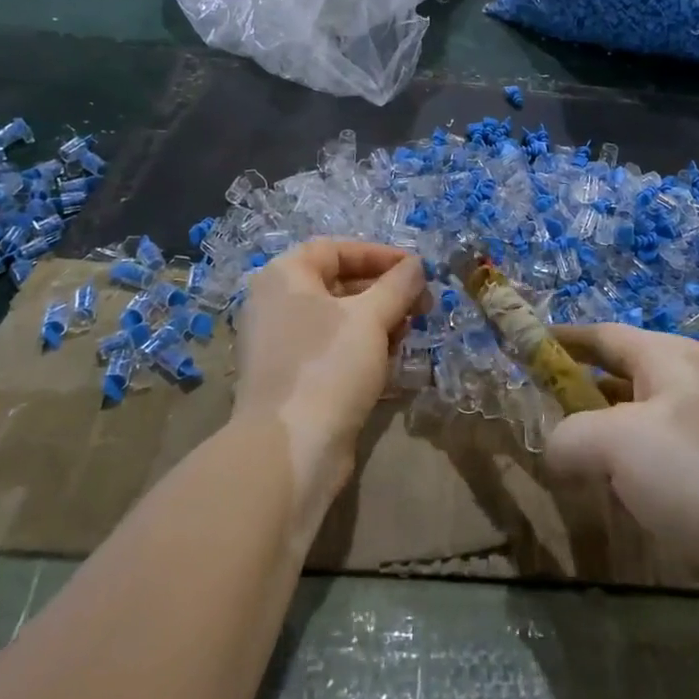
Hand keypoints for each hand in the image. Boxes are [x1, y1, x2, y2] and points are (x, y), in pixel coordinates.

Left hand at [232, 239, 429, 514]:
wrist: (290, 449)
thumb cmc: (328, 366)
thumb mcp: (371, 317)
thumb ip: (398, 284)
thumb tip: (416, 265)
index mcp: (284, 276)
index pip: (336, 249)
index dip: (380, 254)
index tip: (417, 269)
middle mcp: (276, 304)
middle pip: (338, 283)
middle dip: (385, 292)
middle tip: (422, 305)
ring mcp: (280, 344)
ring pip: (338, 320)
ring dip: (378, 322)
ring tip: (410, 335)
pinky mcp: (292, 379)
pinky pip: (331, 350)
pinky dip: (362, 349)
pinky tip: (390, 364)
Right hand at [545, 324, 698, 631]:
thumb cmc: (698, 473)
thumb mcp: (615, 442)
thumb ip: (568, 436)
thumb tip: (554, 452)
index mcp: (667, 359)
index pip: (602, 335)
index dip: (560, 337)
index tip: (522, 345)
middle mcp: (686, 388)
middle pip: (615, 380)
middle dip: (573, 396)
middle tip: (530, 415)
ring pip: (631, 430)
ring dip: (598, 445)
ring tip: (560, 464)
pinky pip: (652, 471)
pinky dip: (625, 480)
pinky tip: (609, 504)